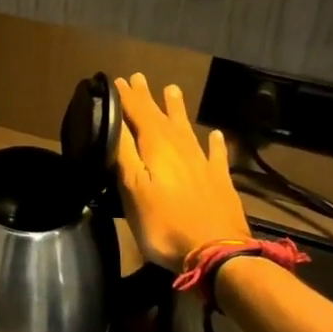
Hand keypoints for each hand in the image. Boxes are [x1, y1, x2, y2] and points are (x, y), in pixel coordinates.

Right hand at [112, 74, 249, 269]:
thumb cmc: (165, 224)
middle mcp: (181, 149)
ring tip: (173, 90)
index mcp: (157, 148)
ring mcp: (203, 164)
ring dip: (177, 110)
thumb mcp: (133, 190)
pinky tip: (216, 135)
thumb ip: (124, 154)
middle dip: (147, 99)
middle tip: (139, 78)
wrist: (217, 253)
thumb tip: (113, 122)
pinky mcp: (219, 182)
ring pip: (187, 129)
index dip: (127, 98)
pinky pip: (216, 155)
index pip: (137, 114)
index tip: (117, 81)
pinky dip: (214, 143)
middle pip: (161, 117)